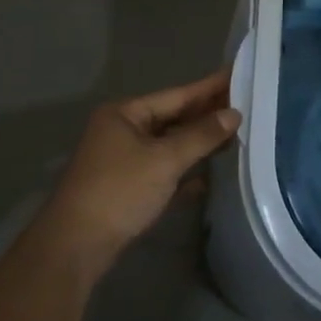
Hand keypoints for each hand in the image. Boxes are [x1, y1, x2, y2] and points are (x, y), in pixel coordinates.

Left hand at [38, 70, 240, 271]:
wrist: (76, 246)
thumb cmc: (119, 191)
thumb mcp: (164, 160)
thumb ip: (201, 136)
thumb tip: (233, 114)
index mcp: (125, 114)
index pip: (176, 95)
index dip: (208, 87)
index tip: (236, 74)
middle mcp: (122, 131)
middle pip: (172, 119)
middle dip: (206, 115)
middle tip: (244, 104)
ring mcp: (122, 160)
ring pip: (168, 146)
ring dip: (197, 144)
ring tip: (234, 135)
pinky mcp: (126, 188)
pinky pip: (162, 171)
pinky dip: (184, 172)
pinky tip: (209, 177)